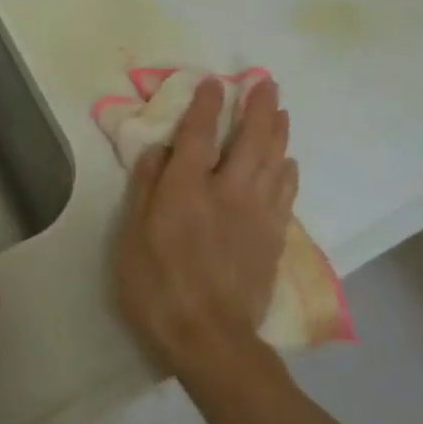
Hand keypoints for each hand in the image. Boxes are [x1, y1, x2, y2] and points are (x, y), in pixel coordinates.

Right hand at [115, 77, 297, 379]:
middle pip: (249, 141)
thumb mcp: (132, 237)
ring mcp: (256, 215)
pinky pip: (286, 195)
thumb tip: (158, 148)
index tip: (215, 82)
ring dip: (278, 132)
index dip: (207, 105)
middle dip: (258, 108)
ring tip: (282, 110)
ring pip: (273, 162)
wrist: (210, 341)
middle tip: (266, 82)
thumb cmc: (158, 288)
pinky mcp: (272, 239)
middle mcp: (227, 193)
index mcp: (187, 189)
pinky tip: (290, 162)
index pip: (200, 135)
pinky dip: (288, 172)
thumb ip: (146, 188)